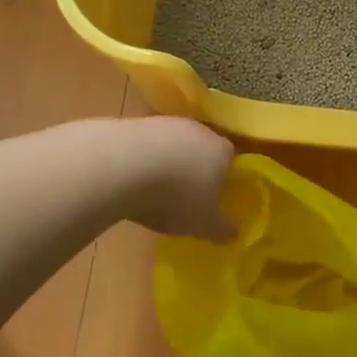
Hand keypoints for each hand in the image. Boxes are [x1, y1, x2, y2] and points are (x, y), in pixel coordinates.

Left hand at [119, 117, 235, 239]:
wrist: (123, 167)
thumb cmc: (176, 197)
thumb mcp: (204, 224)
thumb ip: (222, 229)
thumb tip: (234, 232)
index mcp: (222, 151)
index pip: (230, 160)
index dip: (222, 178)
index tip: (212, 197)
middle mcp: (198, 130)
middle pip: (201, 148)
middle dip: (194, 169)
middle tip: (184, 195)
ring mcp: (166, 123)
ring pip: (173, 144)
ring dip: (166, 163)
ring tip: (153, 190)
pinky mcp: (135, 123)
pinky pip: (146, 144)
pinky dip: (142, 159)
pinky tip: (131, 178)